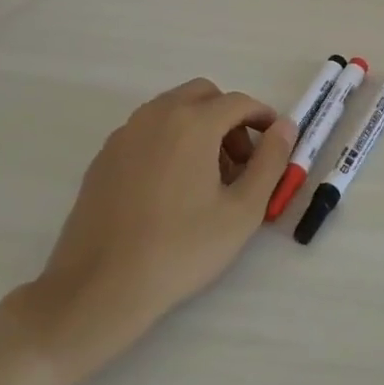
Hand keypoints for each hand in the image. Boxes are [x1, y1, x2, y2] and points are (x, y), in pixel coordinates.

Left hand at [2, 79, 294, 384]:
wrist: (98, 289)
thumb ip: (271, 161)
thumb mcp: (243, 210)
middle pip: (203, 95)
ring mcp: (124, 135)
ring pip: (172, 109)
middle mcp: (156, 117)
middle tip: (239, 161)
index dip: (263, 119)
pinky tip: (171, 188)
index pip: (239, 102)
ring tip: (207, 177)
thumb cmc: (181, 249)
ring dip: (198, 126)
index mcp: (192, 123)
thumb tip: (285, 127)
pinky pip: (146, 131)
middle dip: (229, 117)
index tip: (274, 145)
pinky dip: (169, 141)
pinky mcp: (103, 158)